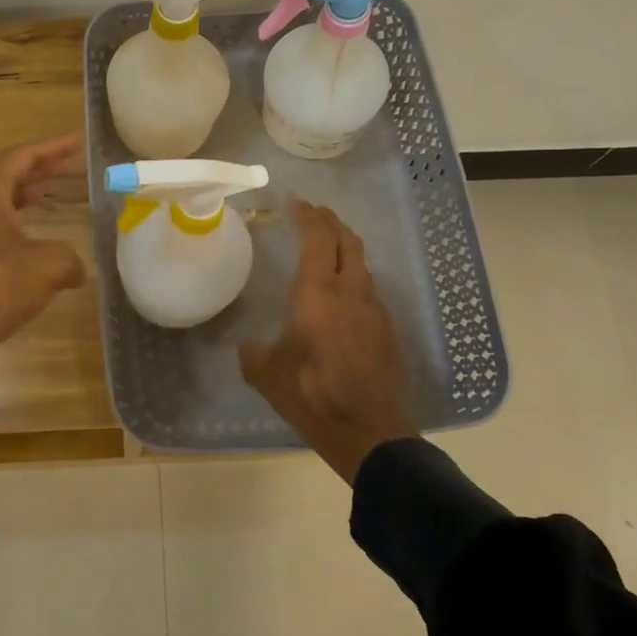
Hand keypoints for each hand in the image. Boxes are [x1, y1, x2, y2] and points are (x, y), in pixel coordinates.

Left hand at [0, 133, 87, 375]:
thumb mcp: (49, 265)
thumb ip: (70, 257)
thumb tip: (75, 269)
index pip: (23, 157)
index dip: (53, 148)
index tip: (79, 141)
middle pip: (11, 176)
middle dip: (44, 169)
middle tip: (74, 165)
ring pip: (2, 202)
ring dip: (29, 195)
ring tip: (53, 193)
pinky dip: (20, 222)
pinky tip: (38, 238)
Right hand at [239, 201, 417, 483]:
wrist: (369, 432)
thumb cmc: (312, 395)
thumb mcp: (267, 374)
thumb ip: (253, 352)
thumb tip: (248, 344)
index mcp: (319, 294)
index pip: (318, 239)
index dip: (309, 216)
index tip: (297, 203)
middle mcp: (351, 292)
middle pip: (348, 242)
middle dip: (331, 222)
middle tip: (315, 214)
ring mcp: (375, 311)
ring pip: (363, 265)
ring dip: (346, 249)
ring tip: (328, 249)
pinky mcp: (388, 331)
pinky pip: (370, 290)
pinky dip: (354, 277)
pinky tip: (343, 294)